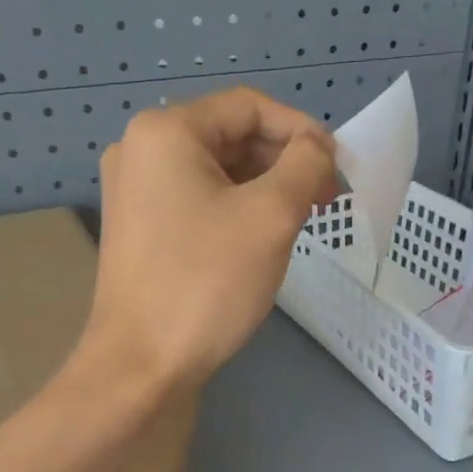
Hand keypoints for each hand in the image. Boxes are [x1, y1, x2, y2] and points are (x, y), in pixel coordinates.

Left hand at [85, 88, 335, 389]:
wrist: (141, 365)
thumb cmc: (206, 283)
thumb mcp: (270, 216)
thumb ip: (305, 165)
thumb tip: (317, 147)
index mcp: (165, 131)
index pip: (249, 106)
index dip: (302, 130)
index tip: (338, 167)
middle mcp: (140, 149)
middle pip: (231, 135)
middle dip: (284, 161)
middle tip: (325, 197)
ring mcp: (134, 190)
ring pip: (216, 170)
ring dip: (264, 186)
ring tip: (301, 218)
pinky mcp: (139, 227)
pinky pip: (197, 199)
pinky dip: (236, 207)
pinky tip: (262, 235)